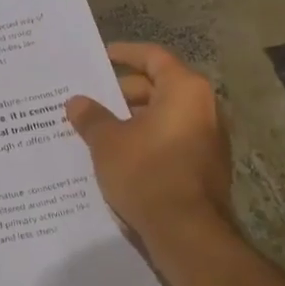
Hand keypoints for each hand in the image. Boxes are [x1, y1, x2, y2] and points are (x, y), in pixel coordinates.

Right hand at [65, 43, 235, 246]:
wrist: (187, 231)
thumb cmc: (146, 173)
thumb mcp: (108, 142)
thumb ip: (91, 117)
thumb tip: (76, 101)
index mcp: (184, 90)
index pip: (153, 57)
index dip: (125, 54)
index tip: (102, 56)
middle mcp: (204, 108)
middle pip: (159, 87)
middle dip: (123, 92)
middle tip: (91, 99)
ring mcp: (208, 139)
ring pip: (163, 117)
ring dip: (132, 119)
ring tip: (98, 128)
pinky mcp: (204, 166)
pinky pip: (170, 140)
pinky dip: (145, 140)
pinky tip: (118, 154)